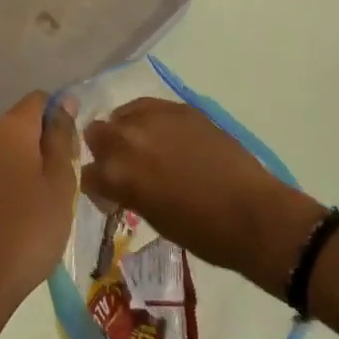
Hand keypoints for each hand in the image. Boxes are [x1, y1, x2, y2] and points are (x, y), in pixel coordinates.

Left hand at [0, 91, 77, 336]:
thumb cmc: (30, 229)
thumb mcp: (61, 181)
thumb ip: (62, 136)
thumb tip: (65, 102)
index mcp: (10, 127)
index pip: (40, 100)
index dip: (61, 116)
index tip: (74, 150)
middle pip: (24, 123)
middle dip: (46, 143)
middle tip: (65, 182)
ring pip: (10, 148)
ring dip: (30, 164)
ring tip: (47, 203)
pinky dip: (13, 181)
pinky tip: (24, 215)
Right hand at [81, 99, 323, 290]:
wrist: (250, 212)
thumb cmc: (200, 231)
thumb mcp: (152, 217)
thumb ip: (128, 191)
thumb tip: (122, 183)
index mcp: (117, 174)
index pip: (87, 174)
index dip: (97, 187)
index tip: (111, 197)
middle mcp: (128, 138)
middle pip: (96, 133)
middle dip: (104, 151)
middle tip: (125, 169)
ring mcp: (154, 117)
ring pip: (121, 114)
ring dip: (126, 131)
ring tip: (146, 149)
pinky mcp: (179, 107)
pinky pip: (149, 107)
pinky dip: (149, 120)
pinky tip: (165, 137)